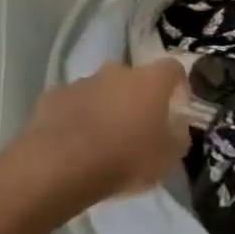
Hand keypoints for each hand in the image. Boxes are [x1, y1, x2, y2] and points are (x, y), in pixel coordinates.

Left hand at [23, 60, 189, 205]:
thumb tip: (178, 128)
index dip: (178, 85)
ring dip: (106, 107)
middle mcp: (118, 71)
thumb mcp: (166, 160)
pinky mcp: (56, 95)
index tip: (178, 106)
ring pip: (102, 90)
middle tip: (136, 128)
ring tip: (103, 141)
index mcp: (150, 81)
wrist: (61, 164)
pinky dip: (78, 117)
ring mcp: (84, 81)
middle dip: (136, 99)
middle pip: (134, 79)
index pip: (173, 68)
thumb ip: (178, 139)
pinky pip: (74, 103)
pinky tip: (74, 144)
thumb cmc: (124, 159)